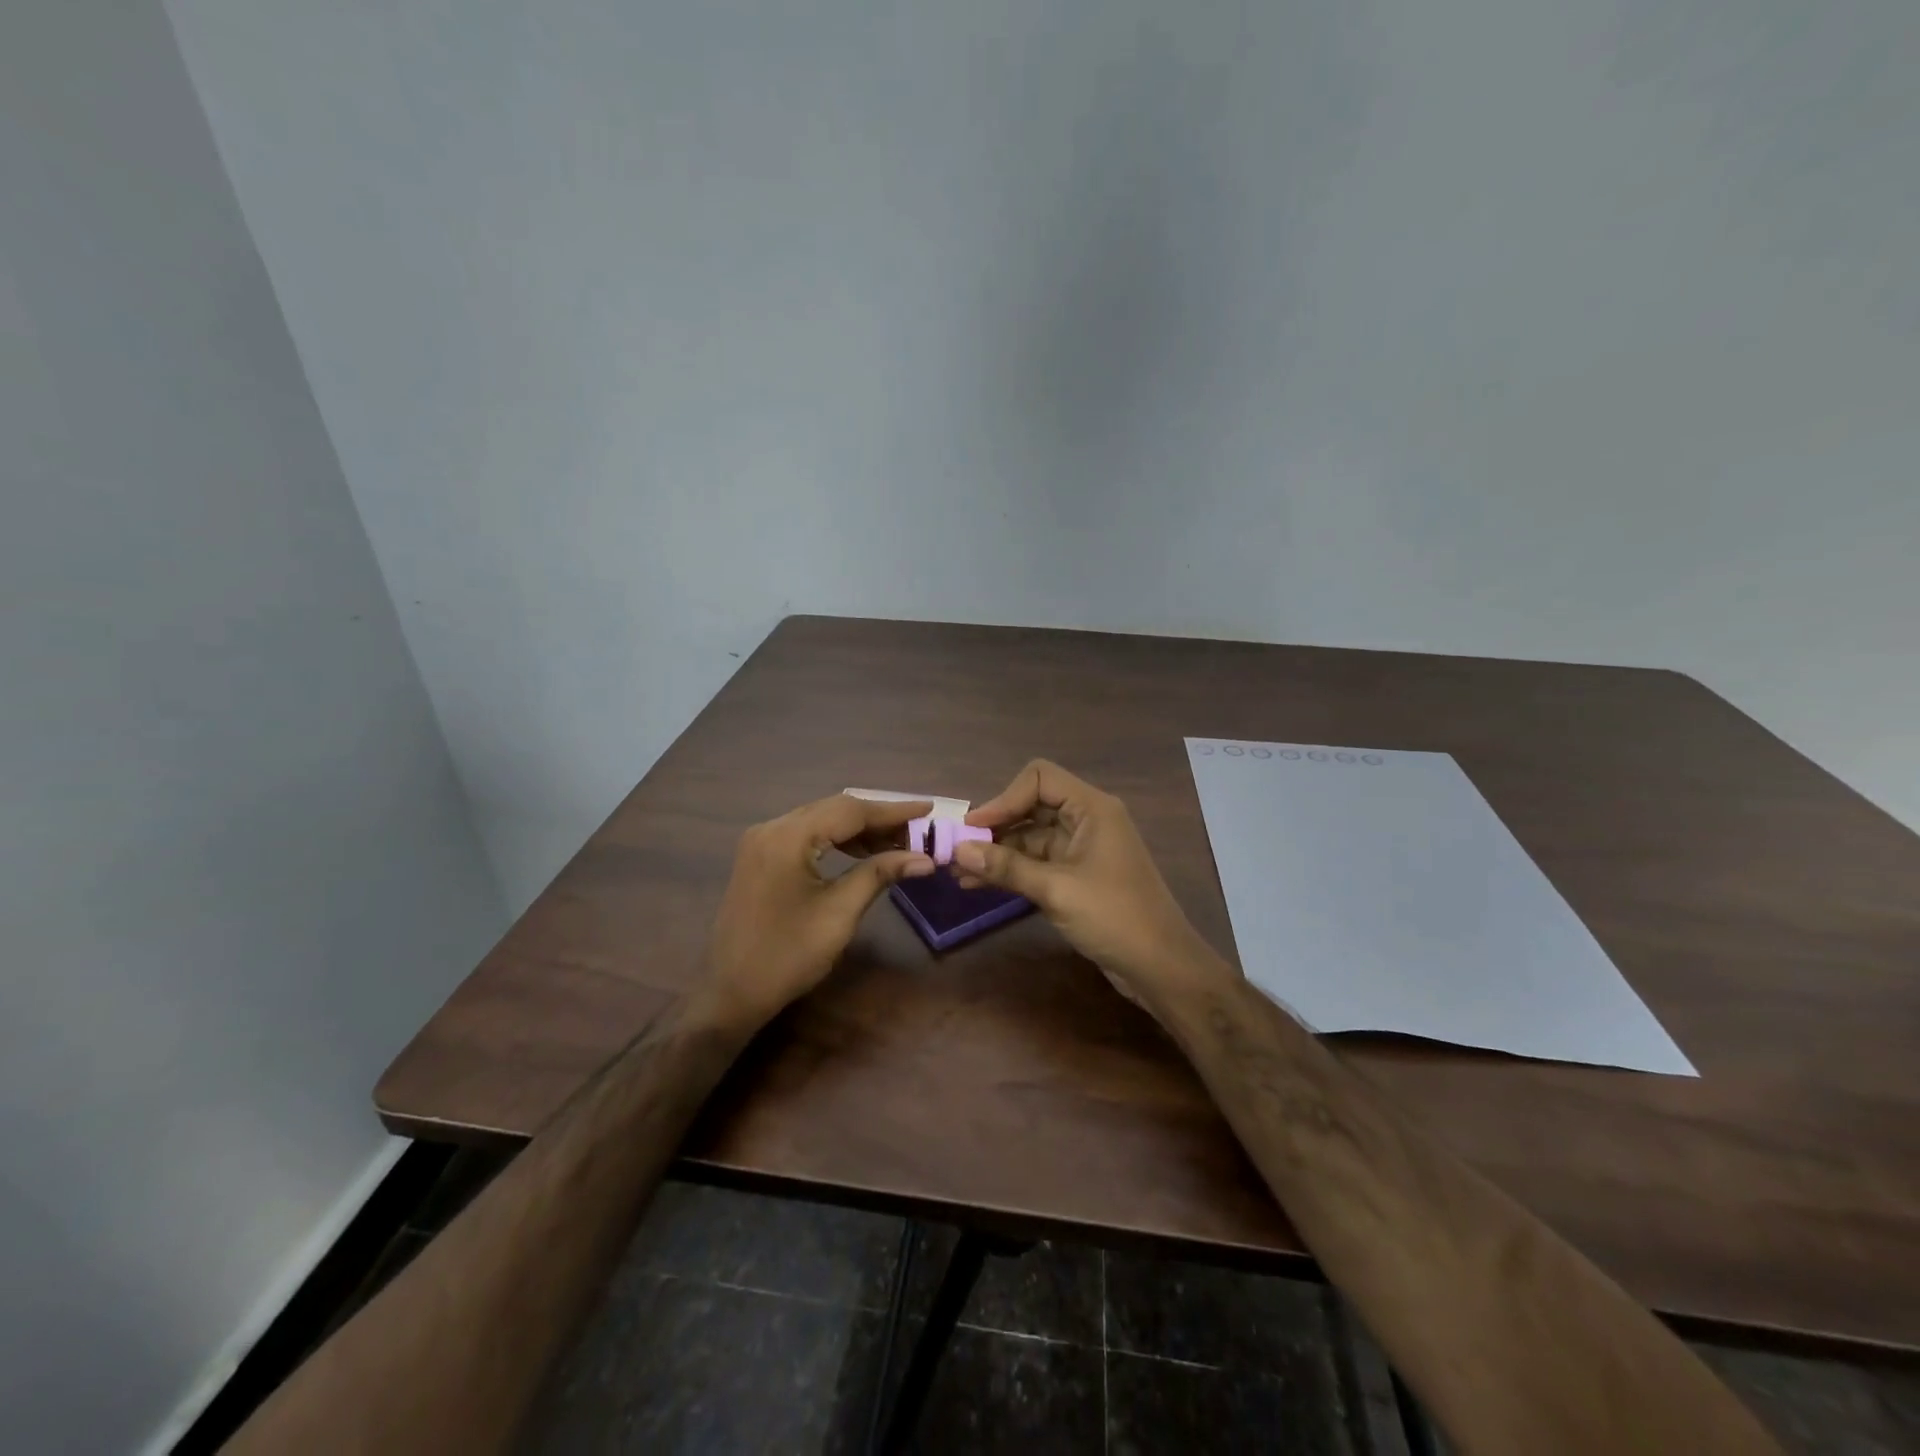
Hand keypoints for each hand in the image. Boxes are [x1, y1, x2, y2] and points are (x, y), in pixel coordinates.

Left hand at [699, 794, 935, 1028]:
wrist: (731, 993)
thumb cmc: (788, 956)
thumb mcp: (839, 914)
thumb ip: (879, 875)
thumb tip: (924, 858)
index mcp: (787, 837)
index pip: (850, 810)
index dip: (893, 810)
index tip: (928, 809)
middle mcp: (771, 827)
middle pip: (834, 809)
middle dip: (878, 818)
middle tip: (917, 829)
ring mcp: (761, 841)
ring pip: (821, 819)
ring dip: (859, 828)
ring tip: (897, 843)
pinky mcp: (760, 856)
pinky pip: (806, 834)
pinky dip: (836, 839)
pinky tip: (862, 852)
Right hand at [956, 760, 1229, 1008]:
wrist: (1160, 966)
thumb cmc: (1114, 917)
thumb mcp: (1056, 890)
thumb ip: (1007, 867)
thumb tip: (959, 850)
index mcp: (1092, 808)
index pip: (1039, 778)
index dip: (1004, 798)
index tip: (974, 827)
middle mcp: (1087, 820)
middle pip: (1032, 806)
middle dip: (995, 827)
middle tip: (958, 850)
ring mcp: (1082, 849)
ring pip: (1031, 837)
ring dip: (997, 852)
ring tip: (959, 873)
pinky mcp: (1078, 875)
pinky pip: (1037, 862)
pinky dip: (1011, 870)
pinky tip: (979, 885)